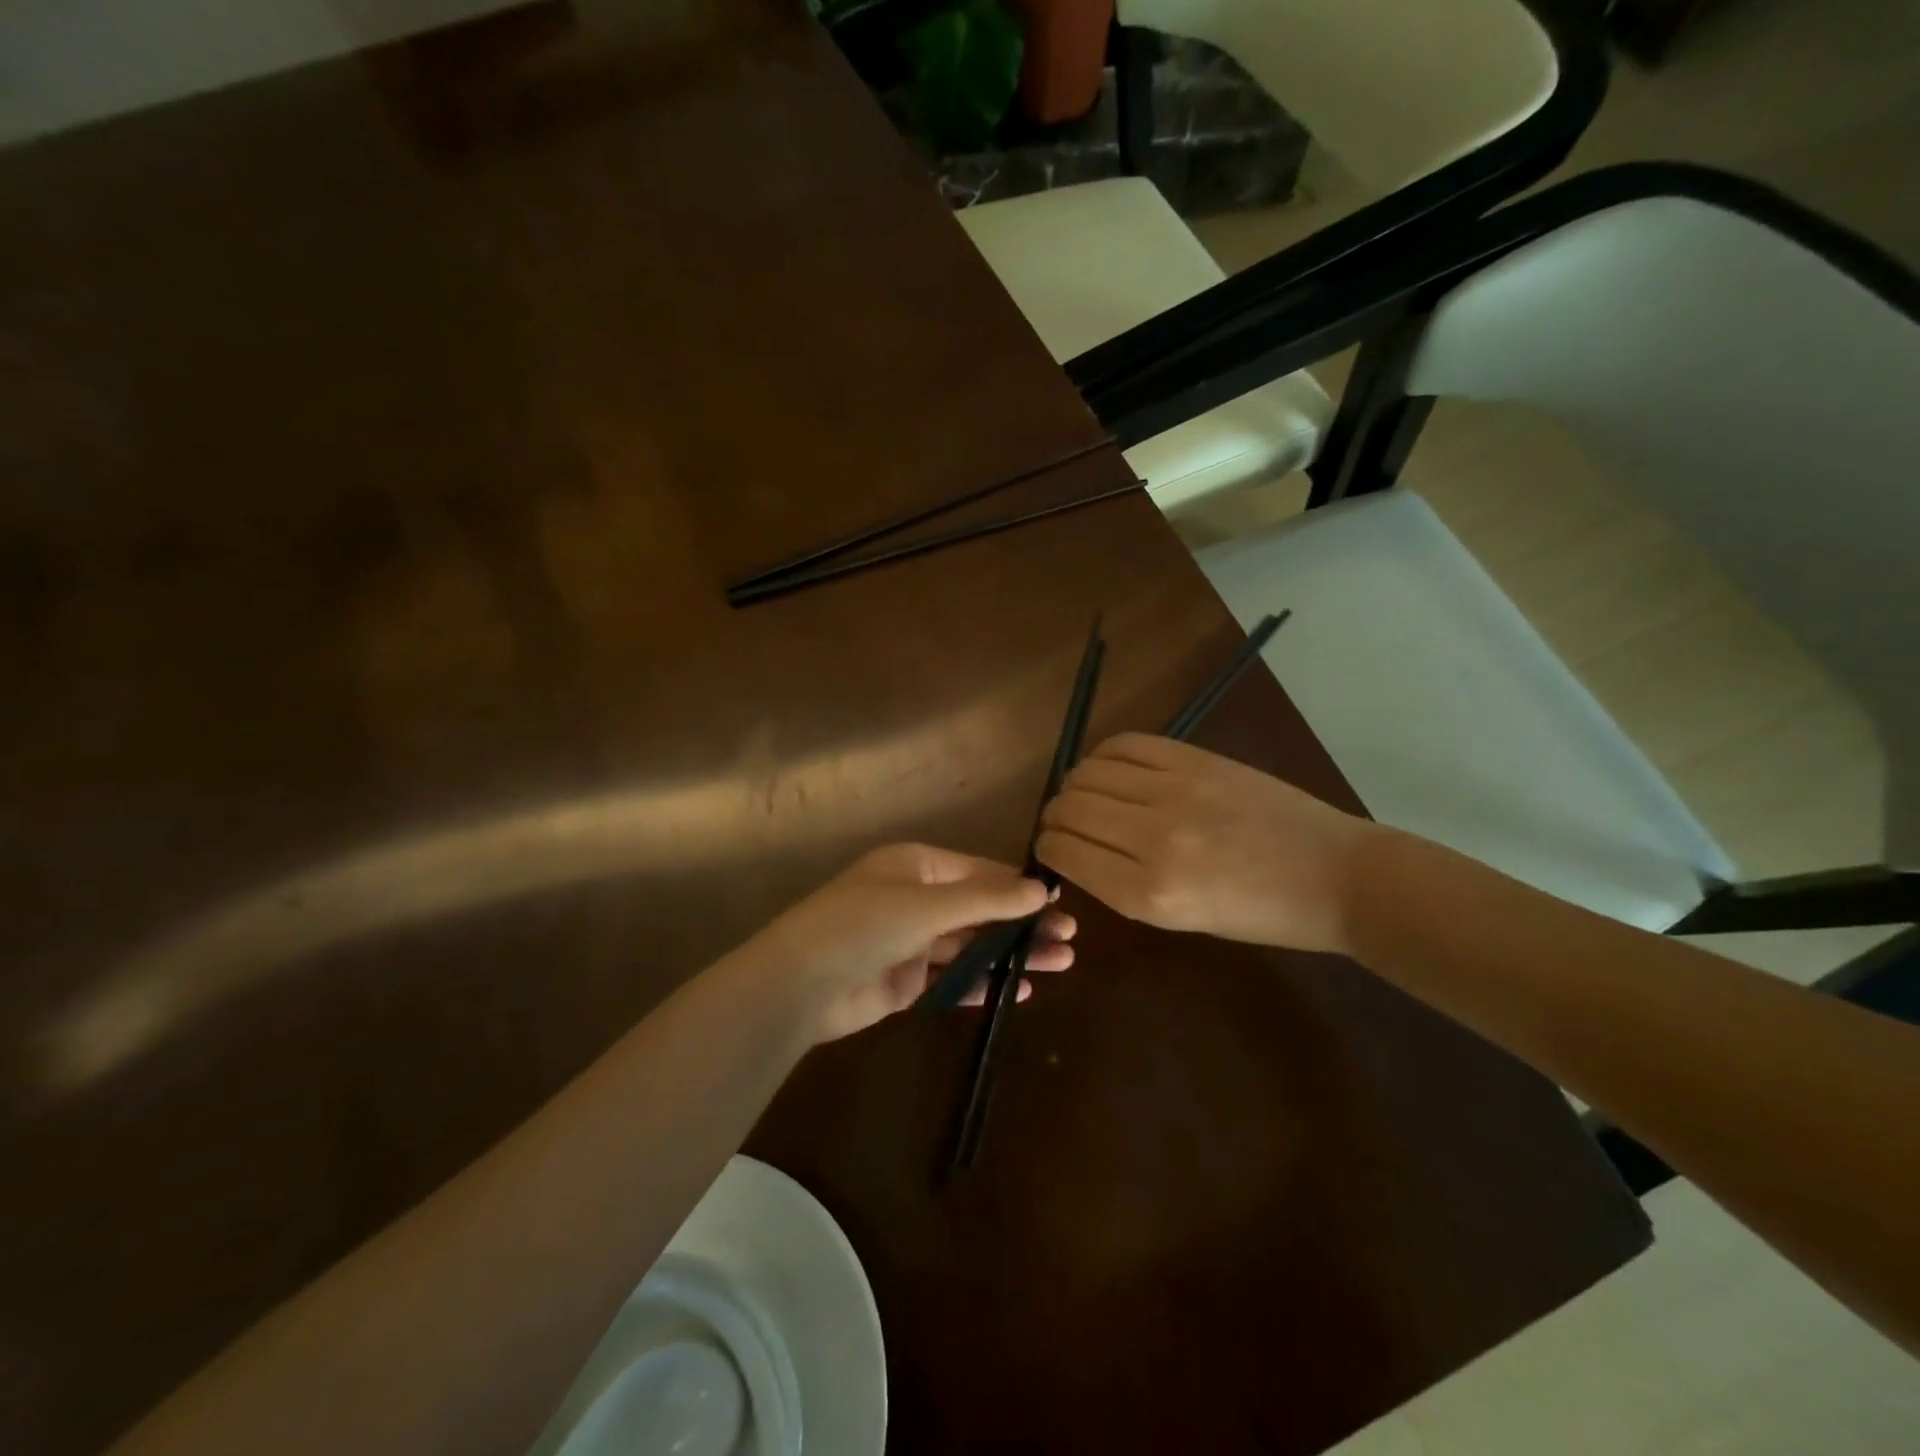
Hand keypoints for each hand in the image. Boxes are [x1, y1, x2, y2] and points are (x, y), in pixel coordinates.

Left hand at [726, 843, 1076, 1043]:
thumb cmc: (863, 925)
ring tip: (1062, 962)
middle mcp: (915, 898)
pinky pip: (953, 979)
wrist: (798, 985)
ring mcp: (910, 941)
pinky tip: (1020, 992)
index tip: (1060, 901)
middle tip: (1071, 936)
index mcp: (916, 866)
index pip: (980, 871)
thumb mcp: (927, 905)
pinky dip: (984, 983)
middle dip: (1024, 922)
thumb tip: (1041, 889)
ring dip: (1012, 953)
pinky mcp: (906, 982)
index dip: (1020, 886)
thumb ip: (985, 900)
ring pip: (972, 944)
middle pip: (981, 909)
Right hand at [1036, 733, 1381, 953]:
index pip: (1063, 852)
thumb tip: (1074, 848)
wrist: (1336, 876)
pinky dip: (1104, 756)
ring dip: (1075, 785)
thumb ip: (1120, 884)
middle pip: (1067, 807)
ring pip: (1087, 773)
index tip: (1051, 849)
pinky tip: (1112, 769)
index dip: (1046, 849)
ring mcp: (1175, 790)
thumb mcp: (1180, 920)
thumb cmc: (1260, 915)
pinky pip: (1123, 744)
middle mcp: (1153, 838)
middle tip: (1066, 824)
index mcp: (1148, 893)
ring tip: (1090, 796)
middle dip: (1055, 818)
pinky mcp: (1195, 758)